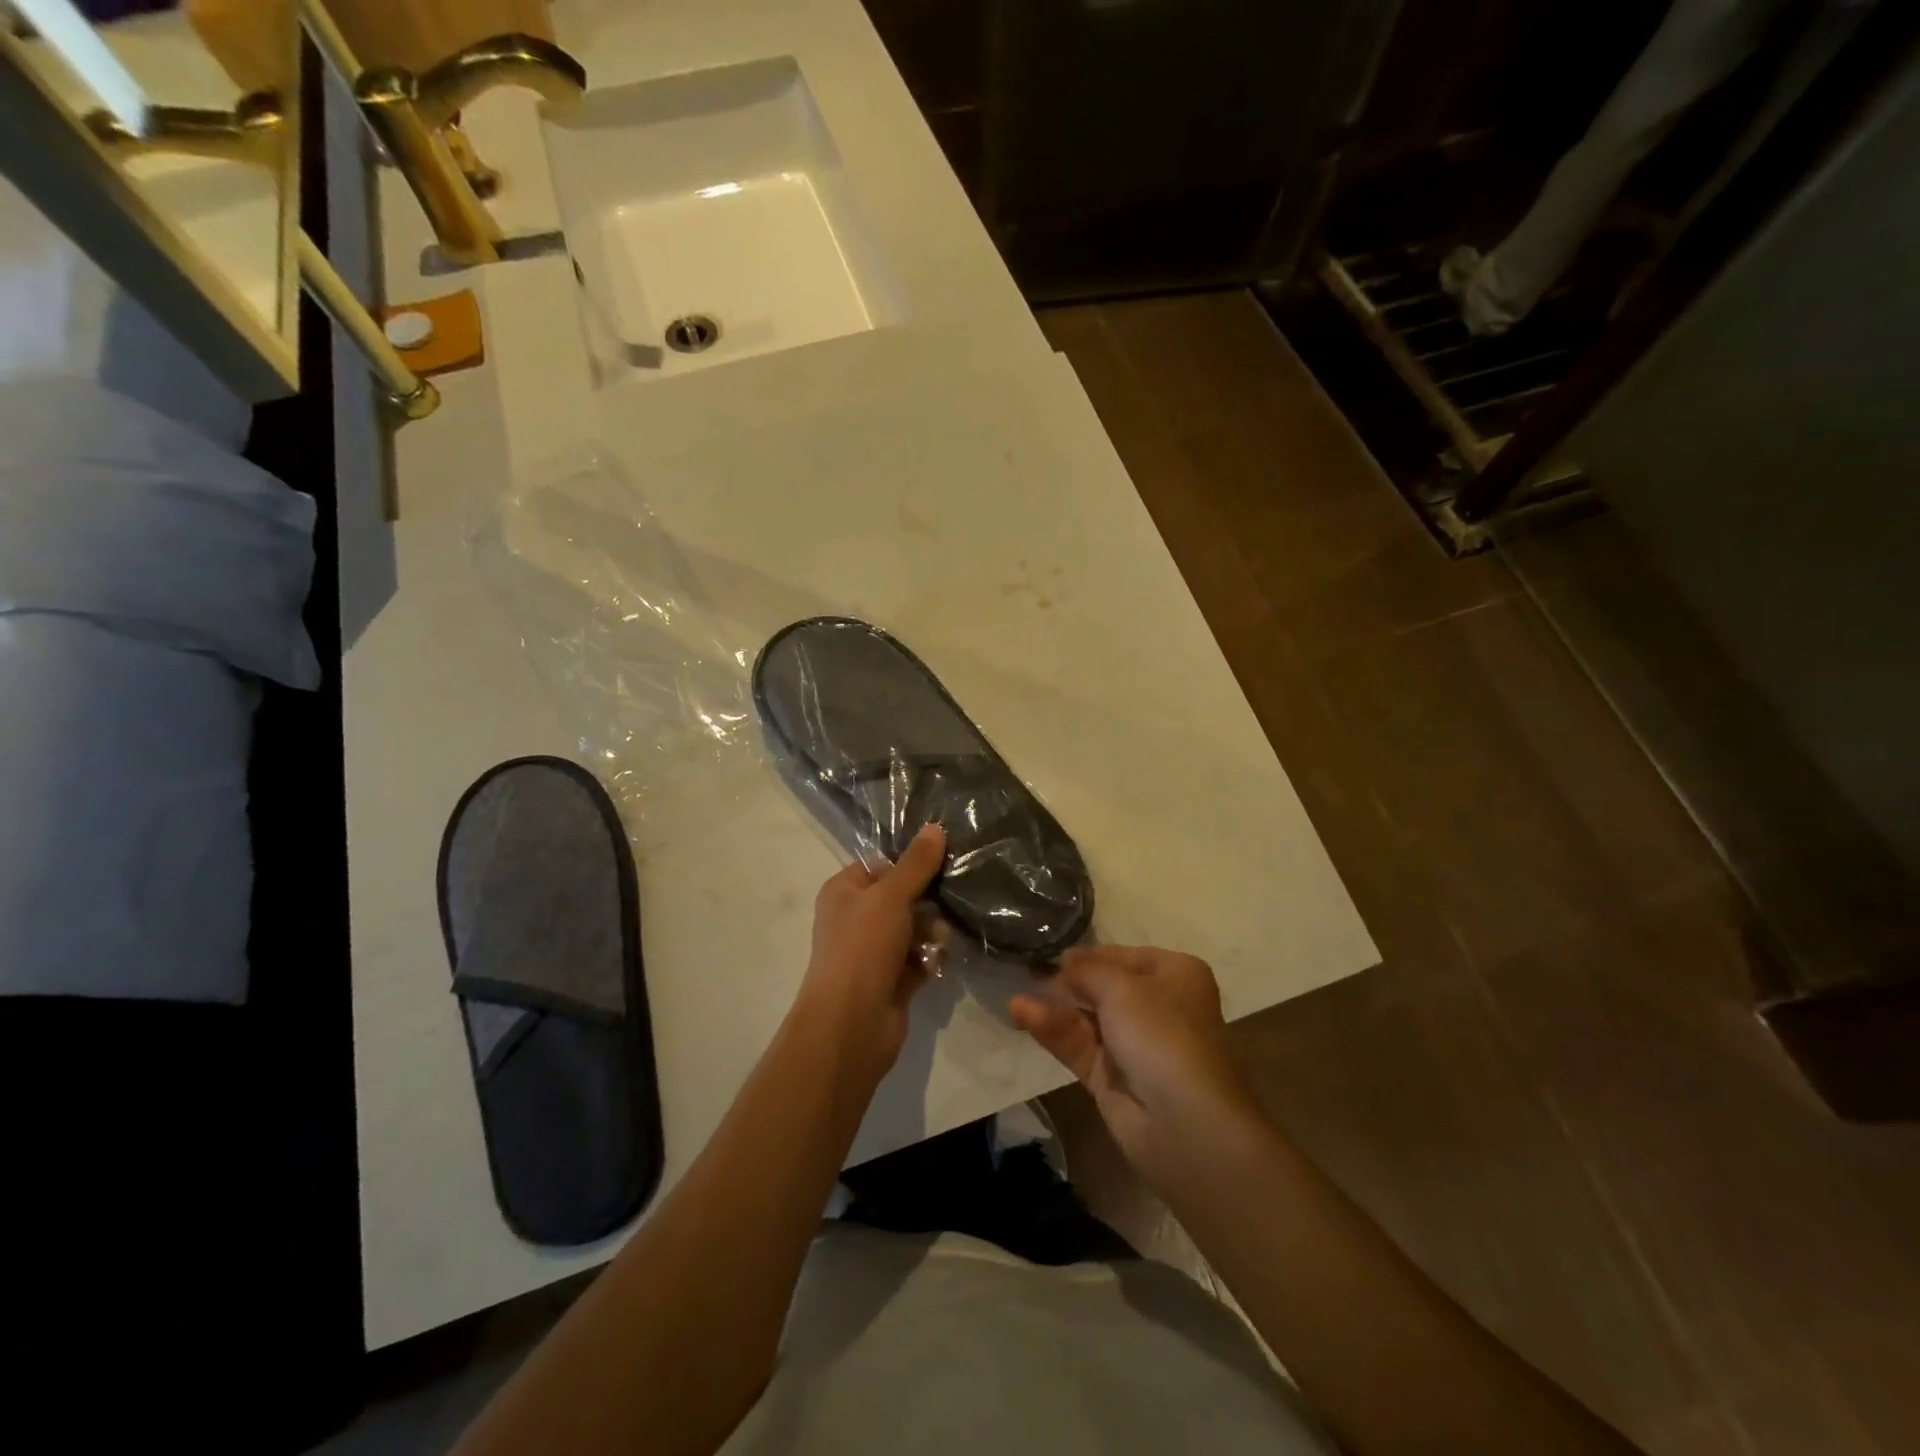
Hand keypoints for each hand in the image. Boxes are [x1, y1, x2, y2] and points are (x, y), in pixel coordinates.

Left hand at [797, 824, 946, 1084]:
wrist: (851, 1024)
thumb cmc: (862, 948)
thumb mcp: (890, 896)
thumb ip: (916, 864)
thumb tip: (935, 827)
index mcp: (844, 890)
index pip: (882, 862)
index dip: (911, 860)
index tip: (946, 855)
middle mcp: (856, 917)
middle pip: (903, 895)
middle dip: (928, 898)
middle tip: (954, 897)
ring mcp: (873, 950)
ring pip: (915, 927)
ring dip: (933, 931)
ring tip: (941, 940)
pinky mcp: (892, 979)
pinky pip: (919, 957)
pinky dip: (931, 958)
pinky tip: (940, 962)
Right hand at [1010, 945, 1261, 1188]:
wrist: (1185, 1122)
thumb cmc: (1162, 1034)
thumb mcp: (1122, 988)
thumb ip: (1087, 970)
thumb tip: (1065, 960)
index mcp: (1175, 976)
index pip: (1126, 957)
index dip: (1091, 956)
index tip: (1055, 955)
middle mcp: (1158, 1007)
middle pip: (1104, 987)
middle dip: (1067, 983)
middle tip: (1028, 974)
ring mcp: (1134, 1045)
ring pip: (1087, 1019)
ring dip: (1054, 1008)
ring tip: (1016, 1001)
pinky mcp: (1113, 1077)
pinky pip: (1079, 1046)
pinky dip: (1053, 1031)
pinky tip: (1023, 1017)